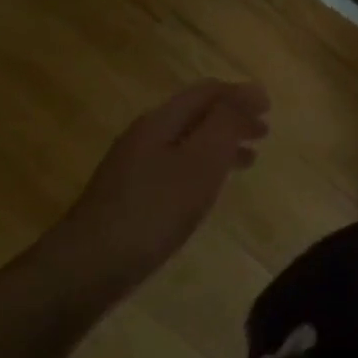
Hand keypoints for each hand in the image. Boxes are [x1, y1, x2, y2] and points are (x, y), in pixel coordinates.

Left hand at [53, 81, 270, 295]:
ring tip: (248, 161)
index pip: (207, 91)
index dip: (241, 95)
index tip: (270, 109)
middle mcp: (145, 136)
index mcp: (162, 120)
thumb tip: (252, 89)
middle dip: (232, 118)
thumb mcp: (202, 159)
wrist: (88, 267)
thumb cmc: (155, 209)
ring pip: (186, 142)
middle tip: (264, 133)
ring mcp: (132, 166)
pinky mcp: (128, 196)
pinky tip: (207, 190)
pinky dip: (202, 168)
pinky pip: (175, 167)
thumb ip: (227, 121)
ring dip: (220, 144)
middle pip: (195, 114)